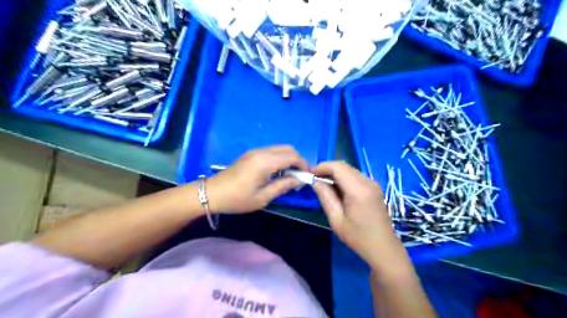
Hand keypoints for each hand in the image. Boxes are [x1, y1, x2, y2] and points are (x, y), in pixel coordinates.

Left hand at [205, 145, 307, 212]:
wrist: (212, 193)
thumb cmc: (237, 199)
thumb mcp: (263, 197)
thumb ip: (283, 186)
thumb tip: (299, 180)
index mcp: (265, 162)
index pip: (292, 156)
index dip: (303, 165)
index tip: (307, 177)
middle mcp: (261, 152)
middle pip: (288, 149)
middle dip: (298, 160)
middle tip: (299, 177)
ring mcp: (255, 151)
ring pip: (280, 149)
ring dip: (289, 159)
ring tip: (289, 176)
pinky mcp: (251, 154)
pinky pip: (271, 151)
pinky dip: (280, 158)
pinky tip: (277, 172)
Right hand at [309, 162, 407, 267]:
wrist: (383, 248)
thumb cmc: (358, 237)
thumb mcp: (336, 219)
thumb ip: (325, 196)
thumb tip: (315, 181)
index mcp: (358, 190)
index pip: (337, 167)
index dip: (322, 167)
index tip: (310, 174)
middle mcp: (368, 182)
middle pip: (343, 166)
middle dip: (327, 169)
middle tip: (315, 180)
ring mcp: (373, 183)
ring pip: (349, 169)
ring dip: (335, 173)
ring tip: (323, 185)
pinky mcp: (374, 187)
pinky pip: (355, 176)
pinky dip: (343, 178)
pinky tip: (337, 189)